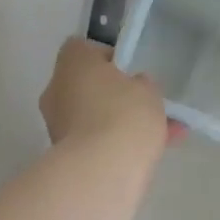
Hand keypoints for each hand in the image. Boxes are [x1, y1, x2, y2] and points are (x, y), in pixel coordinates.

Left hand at [40, 38, 172, 153]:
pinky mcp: (63, 154)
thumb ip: (142, 85)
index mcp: (72, 63)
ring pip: (93, 117)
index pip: (83, 49)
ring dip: (120, 123)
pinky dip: (116, 145)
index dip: (107, 57)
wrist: (102, 170)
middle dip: (114, 96)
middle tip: (143, 106)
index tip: (129, 72)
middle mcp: (57, 90)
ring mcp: (57, 125)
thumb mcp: (148, 91)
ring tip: (162, 135)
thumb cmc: (124, 114)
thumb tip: (134, 88)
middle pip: (86, 86)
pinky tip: (150, 154)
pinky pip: (94, 142)